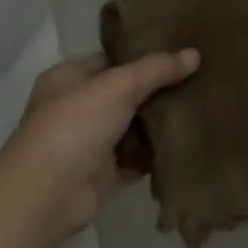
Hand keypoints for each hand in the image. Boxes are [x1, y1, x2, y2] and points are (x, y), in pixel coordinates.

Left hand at [0, 49, 198, 237]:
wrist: (48, 194)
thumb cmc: (75, 125)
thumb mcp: (118, 86)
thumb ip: (156, 69)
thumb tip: (195, 54)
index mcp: (68, 79)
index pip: (110, 60)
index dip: (142, 56)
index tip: (179, 53)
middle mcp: (75, 109)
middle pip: (124, 94)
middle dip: (157, 91)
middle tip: (198, 80)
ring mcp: (88, 144)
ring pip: (132, 128)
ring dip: (159, 124)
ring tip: (199, 109)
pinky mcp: (102, 175)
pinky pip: (136, 160)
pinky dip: (156, 156)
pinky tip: (186, 144)